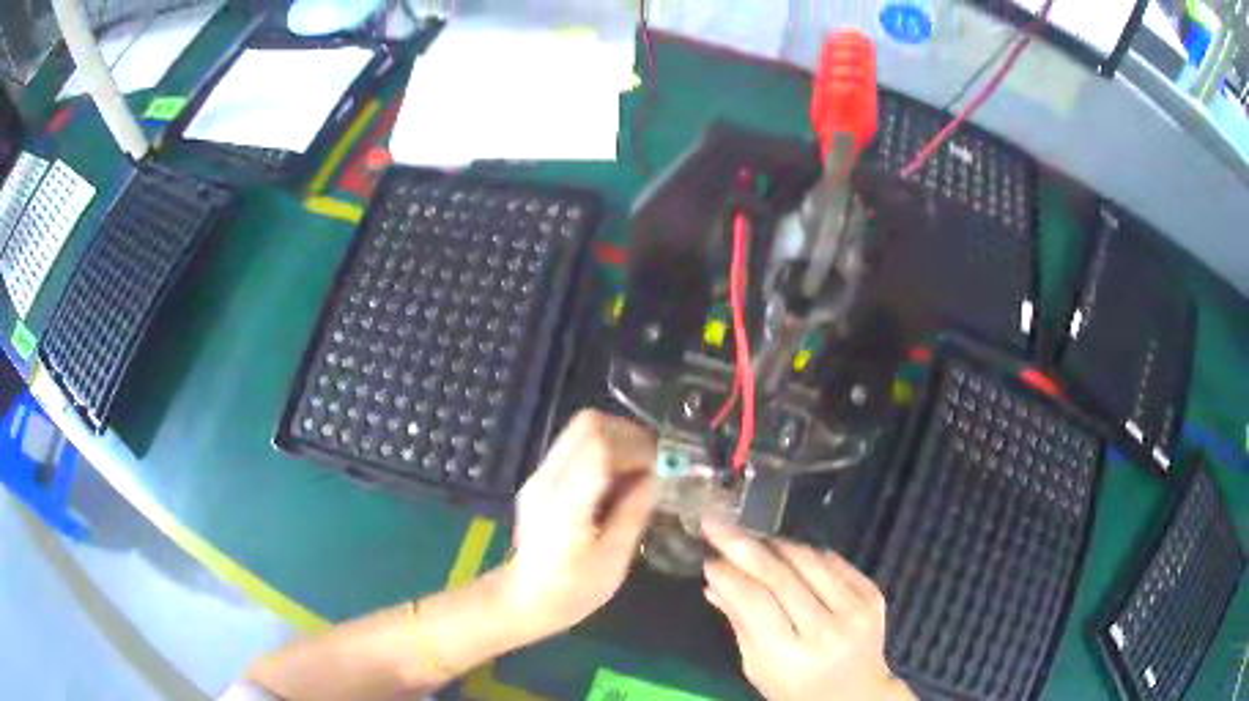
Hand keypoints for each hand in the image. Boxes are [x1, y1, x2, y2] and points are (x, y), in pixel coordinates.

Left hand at [499, 410, 656, 641]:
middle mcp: (548, 478)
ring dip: (617, 441)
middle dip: (628, 435)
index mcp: (565, 502)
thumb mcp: (613, 560)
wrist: (523, 600)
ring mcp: (541, 476)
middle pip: (587, 423)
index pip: (598, 443)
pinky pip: (576, 447)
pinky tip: (619, 483)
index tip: (662, 465)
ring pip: (581, 430)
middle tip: (654, 462)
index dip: (636, 445)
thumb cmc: (572, 591)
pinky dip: (604, 452)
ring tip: (641, 472)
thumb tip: (656, 477)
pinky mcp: (542, 480)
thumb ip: (634, 513)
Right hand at [701, 520, 912, 700]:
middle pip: (780, 576)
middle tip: (716, 523)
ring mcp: (855, 609)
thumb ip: (739, 623)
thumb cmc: (796, 688)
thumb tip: (713, 581)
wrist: (857, 692)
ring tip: (750, 537)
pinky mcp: (872, 594)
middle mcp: (826, 630)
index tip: (708, 557)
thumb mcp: (758, 667)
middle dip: (743, 545)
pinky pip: (833, 561)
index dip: (730, 576)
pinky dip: (805, 553)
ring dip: (774, 545)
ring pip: (808, 561)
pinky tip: (786, 552)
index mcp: (790, 656)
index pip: (756, 603)